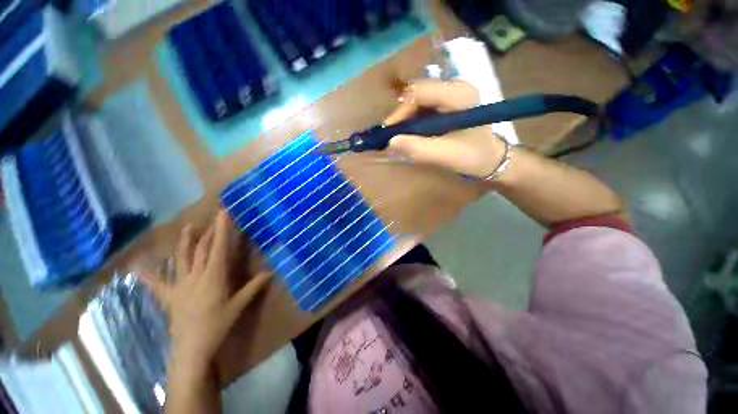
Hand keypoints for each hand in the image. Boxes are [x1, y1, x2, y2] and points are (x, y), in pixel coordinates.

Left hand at [142, 211, 271, 363]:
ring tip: (189, 227)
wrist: (191, 349)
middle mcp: (195, 276)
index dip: (221, 230)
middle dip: (209, 232)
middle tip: (214, 218)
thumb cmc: (217, 325)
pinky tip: (136, 268)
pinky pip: (157, 284)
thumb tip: (271, 272)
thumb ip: (254, 286)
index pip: (218, 248)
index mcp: (213, 277)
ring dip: (186, 242)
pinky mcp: (169, 296)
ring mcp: (179, 285)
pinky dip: (148, 275)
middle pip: (201, 249)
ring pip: (182, 258)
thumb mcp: (239, 305)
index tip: (223, 214)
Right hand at [385, 79, 507, 178]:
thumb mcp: (445, 156)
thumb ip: (418, 149)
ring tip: (401, 138)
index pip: (420, 92)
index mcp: (460, 94)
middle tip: (393, 137)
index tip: (391, 132)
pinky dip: (413, 121)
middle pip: (417, 94)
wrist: (489, 158)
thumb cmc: (472, 157)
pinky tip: (411, 135)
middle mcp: (455, 87)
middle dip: (402, 116)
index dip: (401, 111)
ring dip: (406, 120)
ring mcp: (451, 93)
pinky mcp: (447, 102)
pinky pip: (423, 107)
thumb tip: (391, 142)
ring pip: (417, 101)